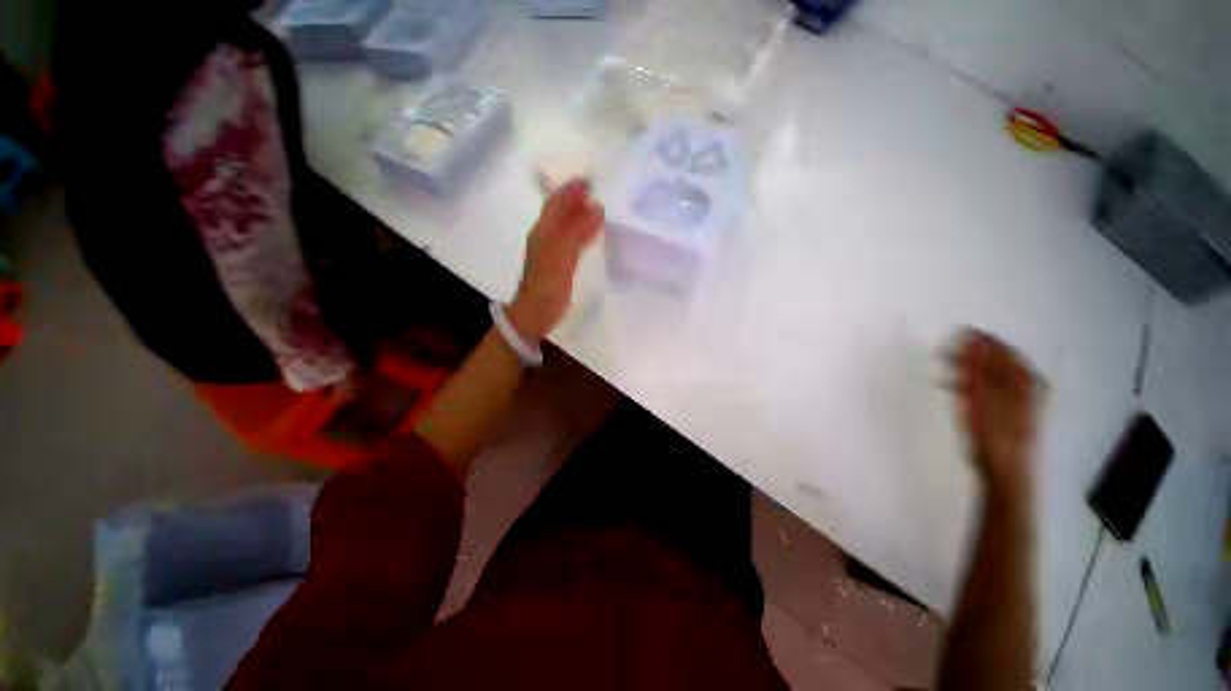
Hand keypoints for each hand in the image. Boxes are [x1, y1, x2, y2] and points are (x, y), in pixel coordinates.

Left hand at [506, 179, 603, 342]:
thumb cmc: (547, 286)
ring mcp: (548, 250)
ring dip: (576, 212)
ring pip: (563, 223)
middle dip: (574, 197)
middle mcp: (544, 236)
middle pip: (558, 210)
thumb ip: (578, 232)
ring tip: (594, 206)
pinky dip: (578, 229)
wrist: (535, 313)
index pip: (557, 202)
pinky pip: (568, 237)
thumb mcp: (563, 256)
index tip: (590, 180)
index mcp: (544, 231)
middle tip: (594, 189)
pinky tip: (587, 232)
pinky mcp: (555, 262)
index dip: (571, 189)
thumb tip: (596, 207)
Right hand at [952, 329, 1040, 497]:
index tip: (958, 332)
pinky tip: (955, 389)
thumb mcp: (985, 399)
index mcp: (1026, 382)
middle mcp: (1027, 388)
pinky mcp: (1008, 414)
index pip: (1004, 351)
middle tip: (944, 351)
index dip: (982, 340)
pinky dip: (972, 385)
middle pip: (998, 363)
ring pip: (992, 377)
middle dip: (972, 355)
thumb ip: (980, 369)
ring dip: (968, 370)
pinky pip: (990, 390)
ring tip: (943, 370)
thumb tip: (974, 342)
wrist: (1005, 472)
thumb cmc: (994, 434)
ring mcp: (1020, 402)